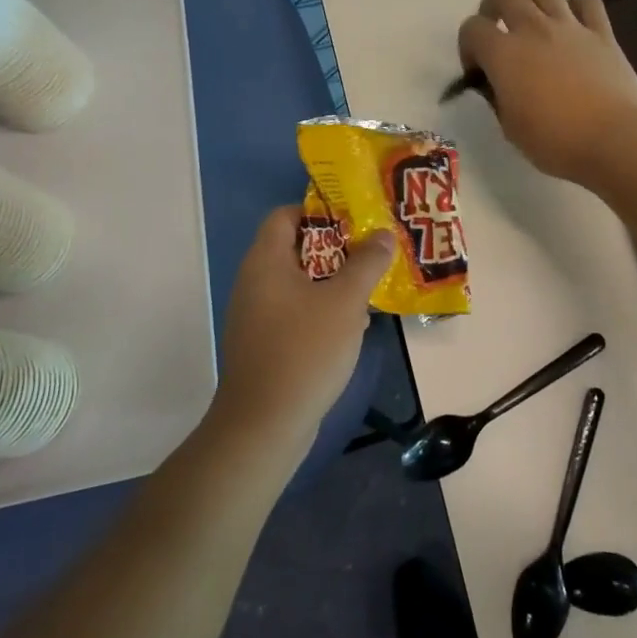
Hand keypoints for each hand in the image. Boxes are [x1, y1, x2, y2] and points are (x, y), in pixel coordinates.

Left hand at [210, 206, 395, 456]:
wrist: (264, 425)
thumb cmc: (304, 351)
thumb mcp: (345, 302)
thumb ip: (366, 263)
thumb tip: (382, 234)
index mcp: (265, 262)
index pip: (285, 215)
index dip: (319, 211)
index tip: (355, 220)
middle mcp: (255, 282)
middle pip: (295, 248)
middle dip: (336, 249)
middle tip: (371, 253)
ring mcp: (256, 315)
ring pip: (298, 283)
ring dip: (333, 282)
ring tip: (369, 288)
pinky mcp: (264, 344)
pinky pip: (295, 312)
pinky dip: (321, 310)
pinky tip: (351, 327)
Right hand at [456, 0, 636, 184]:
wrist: (614, 140)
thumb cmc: (556, 142)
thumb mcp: (510, 128)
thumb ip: (497, 98)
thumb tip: (496, 84)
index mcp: (504, 55)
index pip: (471, 28)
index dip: (468, 46)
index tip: (478, 70)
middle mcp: (533, 29)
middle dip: (493, 5)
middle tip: (499, 30)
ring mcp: (570, 26)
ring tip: (532, 18)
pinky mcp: (602, 32)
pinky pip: (587, 1)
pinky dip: (576, 6)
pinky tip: (574, 24)